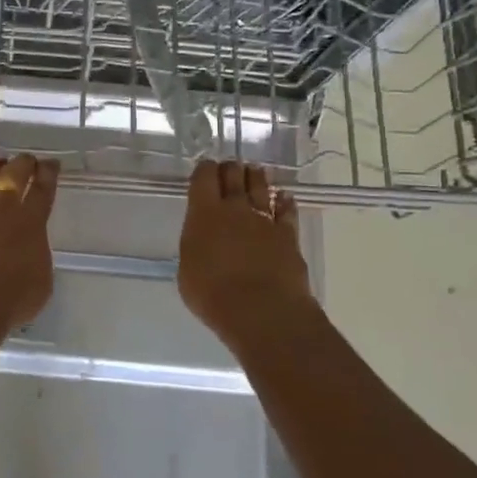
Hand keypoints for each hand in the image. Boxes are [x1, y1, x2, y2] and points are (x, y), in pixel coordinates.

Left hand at [0, 155, 58, 332]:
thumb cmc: (8, 303)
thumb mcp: (41, 283)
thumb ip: (38, 256)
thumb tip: (31, 246)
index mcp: (30, 222)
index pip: (43, 189)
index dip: (48, 173)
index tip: (51, 163)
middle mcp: (0, 207)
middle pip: (14, 174)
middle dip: (23, 162)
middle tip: (27, 159)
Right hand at [177, 160, 315, 345]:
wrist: (261, 310)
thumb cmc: (213, 294)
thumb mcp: (188, 270)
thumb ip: (196, 247)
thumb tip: (203, 242)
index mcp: (204, 214)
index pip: (203, 178)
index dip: (204, 169)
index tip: (204, 168)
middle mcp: (235, 209)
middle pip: (234, 176)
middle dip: (230, 169)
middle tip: (229, 167)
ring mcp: (265, 220)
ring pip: (261, 188)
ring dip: (256, 178)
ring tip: (255, 171)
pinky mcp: (288, 235)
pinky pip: (287, 211)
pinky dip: (284, 202)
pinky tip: (284, 197)